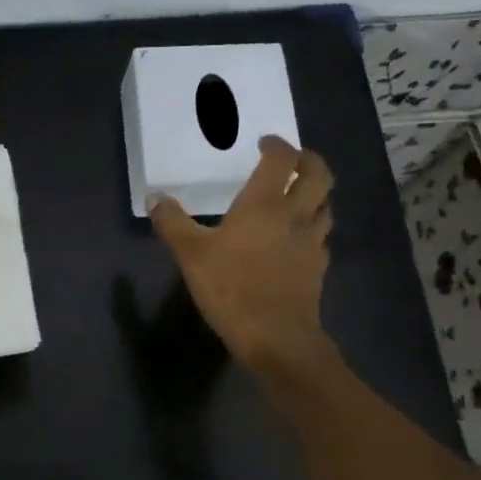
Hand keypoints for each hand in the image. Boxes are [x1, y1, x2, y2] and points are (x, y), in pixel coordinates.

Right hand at [148, 136, 333, 377]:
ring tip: (298, 195)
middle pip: (319, 175)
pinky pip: (322, 236)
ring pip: (326, 205)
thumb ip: (172, 222)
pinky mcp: (319, 267)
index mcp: (264, 204)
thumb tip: (154, 197)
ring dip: (316, 193)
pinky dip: (313, 226)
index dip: (277, 145)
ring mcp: (312, 241)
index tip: (265, 143)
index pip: (282, 160)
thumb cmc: (231, 288)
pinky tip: (298, 238)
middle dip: (308, 160)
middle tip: (292, 159)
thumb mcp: (190, 254)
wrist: (276, 337)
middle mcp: (295, 215)